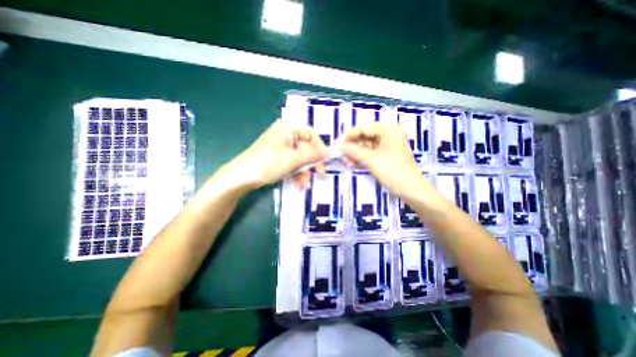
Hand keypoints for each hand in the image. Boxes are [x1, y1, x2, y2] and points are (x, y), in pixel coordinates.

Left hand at [221, 119, 324, 189]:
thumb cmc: (268, 164)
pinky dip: (297, 173)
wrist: (242, 177)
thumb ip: (313, 155)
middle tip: (319, 175)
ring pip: (300, 157)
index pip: (311, 134)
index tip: (326, 161)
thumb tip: (330, 152)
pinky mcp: (278, 155)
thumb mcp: (293, 160)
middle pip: (306, 147)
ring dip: (304, 172)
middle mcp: (286, 134)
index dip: (320, 148)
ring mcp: (281, 145)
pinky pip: (292, 162)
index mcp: (288, 128)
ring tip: (305, 185)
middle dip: (311, 164)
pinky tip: (299, 184)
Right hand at [337, 122, 426, 197]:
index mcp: (389, 130)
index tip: (337, 144)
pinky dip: (360, 157)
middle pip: (364, 136)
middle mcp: (388, 134)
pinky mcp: (385, 154)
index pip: (364, 128)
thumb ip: (353, 151)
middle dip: (351, 145)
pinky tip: (351, 162)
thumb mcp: (371, 160)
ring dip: (354, 153)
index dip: (349, 135)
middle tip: (340, 154)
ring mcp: (387, 145)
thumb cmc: (393, 172)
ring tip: (345, 161)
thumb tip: (338, 146)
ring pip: (365, 145)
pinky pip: (369, 152)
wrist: (411, 190)